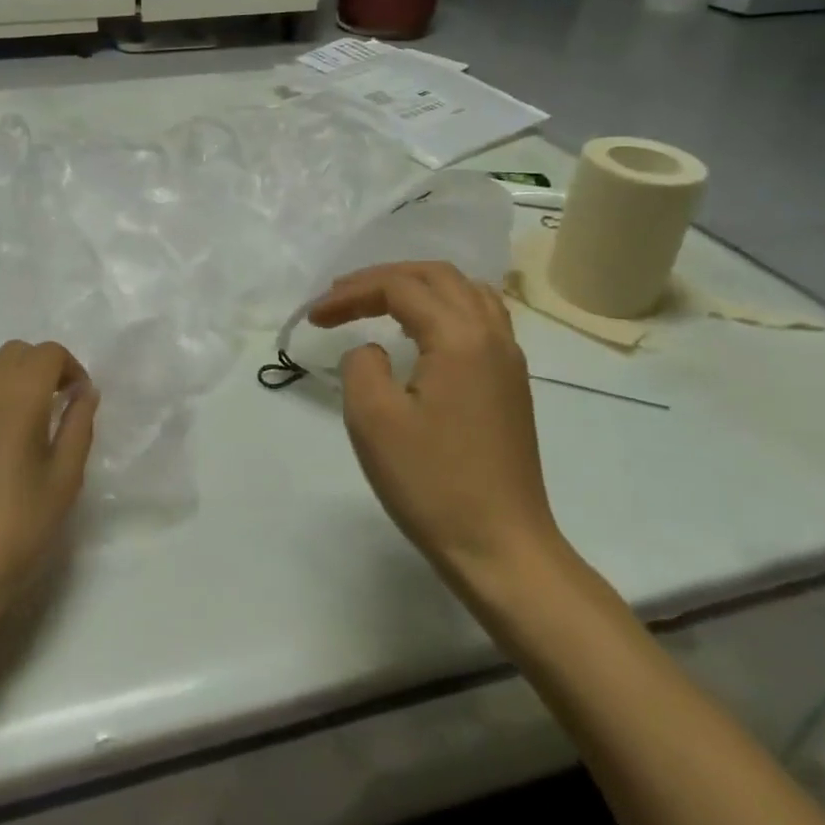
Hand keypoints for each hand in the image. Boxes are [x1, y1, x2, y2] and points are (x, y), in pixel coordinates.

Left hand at [0, 340, 98, 628]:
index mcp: (18, 396)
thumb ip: (78, 426)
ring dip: (12, 381)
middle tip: (56, 407)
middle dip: (41, 368)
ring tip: (24, 425)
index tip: (78, 401)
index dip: (70, 368)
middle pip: (15, 353)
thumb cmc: (16, 528)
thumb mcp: (64, 480)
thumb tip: (84, 392)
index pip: (47, 353)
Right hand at [308, 263, 562, 593]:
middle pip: (435, 275)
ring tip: (379, 303)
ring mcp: (508, 359)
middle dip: (382, 279)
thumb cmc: (432, 483)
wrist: (501, 548)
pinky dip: (444, 306)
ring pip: (464, 291)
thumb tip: (373, 350)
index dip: (350, 294)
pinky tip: (422, 331)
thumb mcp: (373, 419)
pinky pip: (480, 317)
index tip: (313, 317)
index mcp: (459, 337)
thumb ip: (361, 364)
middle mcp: (491, 335)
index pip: (399, 288)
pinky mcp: (511, 383)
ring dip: (417, 286)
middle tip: (340, 298)